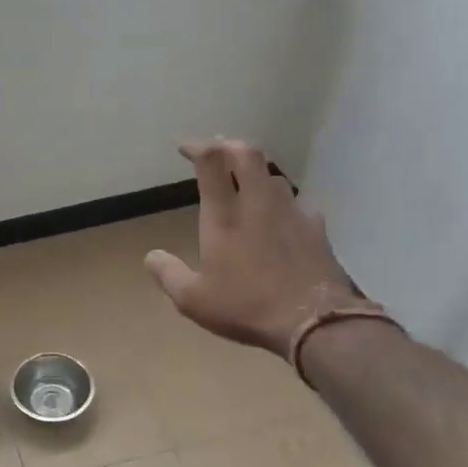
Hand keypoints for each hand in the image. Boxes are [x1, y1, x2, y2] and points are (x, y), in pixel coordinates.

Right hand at [145, 138, 360, 359]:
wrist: (314, 321)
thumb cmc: (246, 306)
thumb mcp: (193, 299)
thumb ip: (168, 274)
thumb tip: (151, 256)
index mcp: (224, 215)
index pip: (212, 161)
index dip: (197, 147)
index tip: (186, 148)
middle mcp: (258, 203)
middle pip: (248, 154)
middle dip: (229, 146)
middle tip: (218, 152)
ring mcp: (291, 212)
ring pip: (274, 176)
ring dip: (256, 174)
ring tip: (247, 185)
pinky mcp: (316, 228)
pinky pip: (298, 204)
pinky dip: (284, 204)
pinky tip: (282, 219)